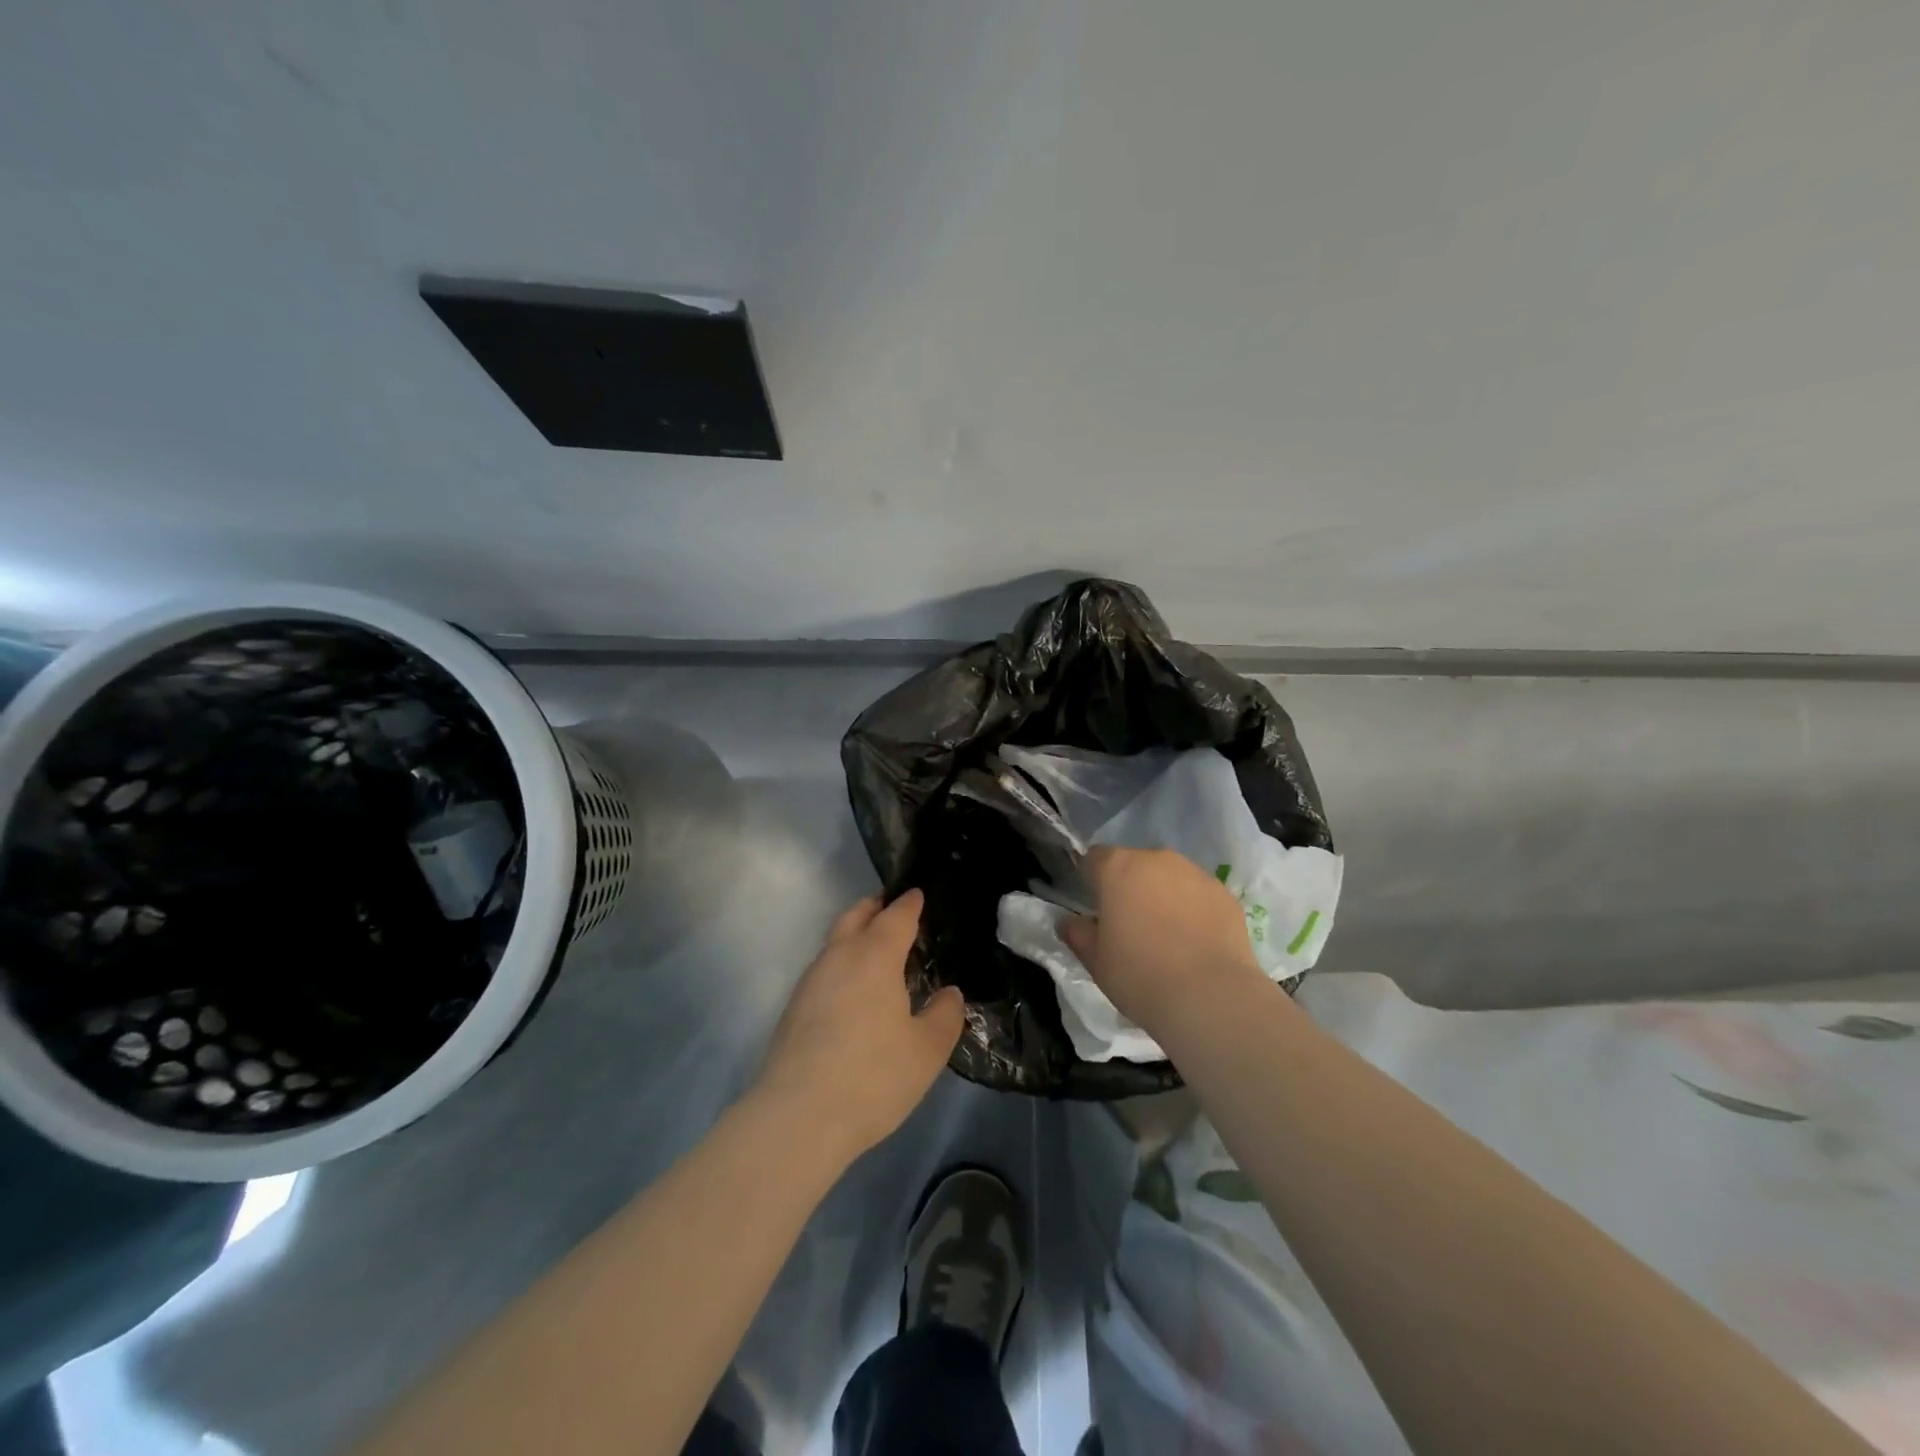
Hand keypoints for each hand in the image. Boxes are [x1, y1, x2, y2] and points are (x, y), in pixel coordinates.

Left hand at [752, 890, 964, 1160]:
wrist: (798, 1117)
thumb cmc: (873, 1076)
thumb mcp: (927, 1050)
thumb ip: (944, 1016)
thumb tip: (949, 994)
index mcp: (875, 956)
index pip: (895, 916)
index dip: (909, 903)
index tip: (918, 893)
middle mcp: (839, 958)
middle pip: (856, 917)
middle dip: (874, 908)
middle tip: (891, 906)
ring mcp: (811, 982)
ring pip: (835, 942)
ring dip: (855, 934)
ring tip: (875, 948)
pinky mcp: (794, 1009)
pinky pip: (824, 969)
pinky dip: (842, 963)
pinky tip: (853, 989)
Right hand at [1062, 846, 1270, 1035]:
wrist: (1211, 997)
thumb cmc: (1140, 975)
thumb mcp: (1096, 961)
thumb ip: (1077, 933)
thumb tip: (1069, 921)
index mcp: (1117, 868)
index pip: (1094, 858)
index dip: (1092, 881)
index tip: (1097, 910)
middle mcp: (1156, 859)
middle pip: (1134, 864)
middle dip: (1130, 886)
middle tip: (1131, 926)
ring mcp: (1195, 873)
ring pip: (1169, 876)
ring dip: (1163, 895)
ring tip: (1168, 936)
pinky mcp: (1225, 893)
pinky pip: (1199, 894)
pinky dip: (1193, 909)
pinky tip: (1195, 942)